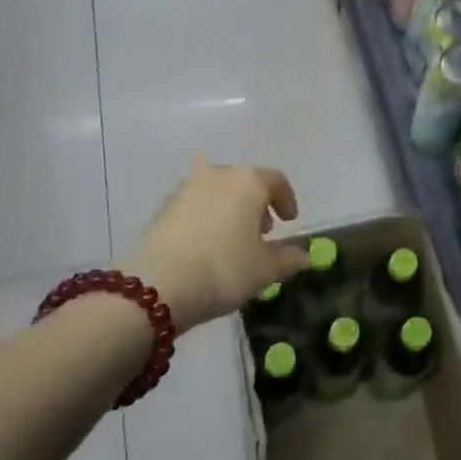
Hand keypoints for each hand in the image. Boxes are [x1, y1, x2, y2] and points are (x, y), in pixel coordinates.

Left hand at [126, 154, 310, 330]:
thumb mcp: (265, 270)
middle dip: (256, 204)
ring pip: (217, 191)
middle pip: (244, 182)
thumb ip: (288, 258)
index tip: (289, 221)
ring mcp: (186, 187)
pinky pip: (195, 204)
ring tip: (232, 239)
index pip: (276, 180)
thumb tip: (304, 255)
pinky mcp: (163, 206)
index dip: (287, 200)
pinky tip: (205, 244)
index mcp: (247, 181)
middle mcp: (217, 174)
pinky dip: (206, 216)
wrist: (156, 285)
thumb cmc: (223, 269)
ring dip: (229, 208)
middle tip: (261, 231)